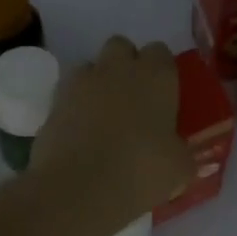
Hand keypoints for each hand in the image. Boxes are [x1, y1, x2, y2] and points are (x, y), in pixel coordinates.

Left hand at [32, 36, 193, 222]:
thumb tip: (179, 152)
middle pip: (122, 47)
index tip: (164, 95)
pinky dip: (74, 105)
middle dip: (126, 65)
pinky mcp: (54, 102)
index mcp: (157, 76)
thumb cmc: (142, 171)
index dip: (162, 71)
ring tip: (103, 116)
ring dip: (98, 83)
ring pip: (91, 66)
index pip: (161, 52)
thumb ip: (182, 152)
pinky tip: (81, 132)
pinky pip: (68, 93)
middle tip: (133, 99)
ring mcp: (82, 82)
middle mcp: (119, 68)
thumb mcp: (180, 167)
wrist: (80, 189)